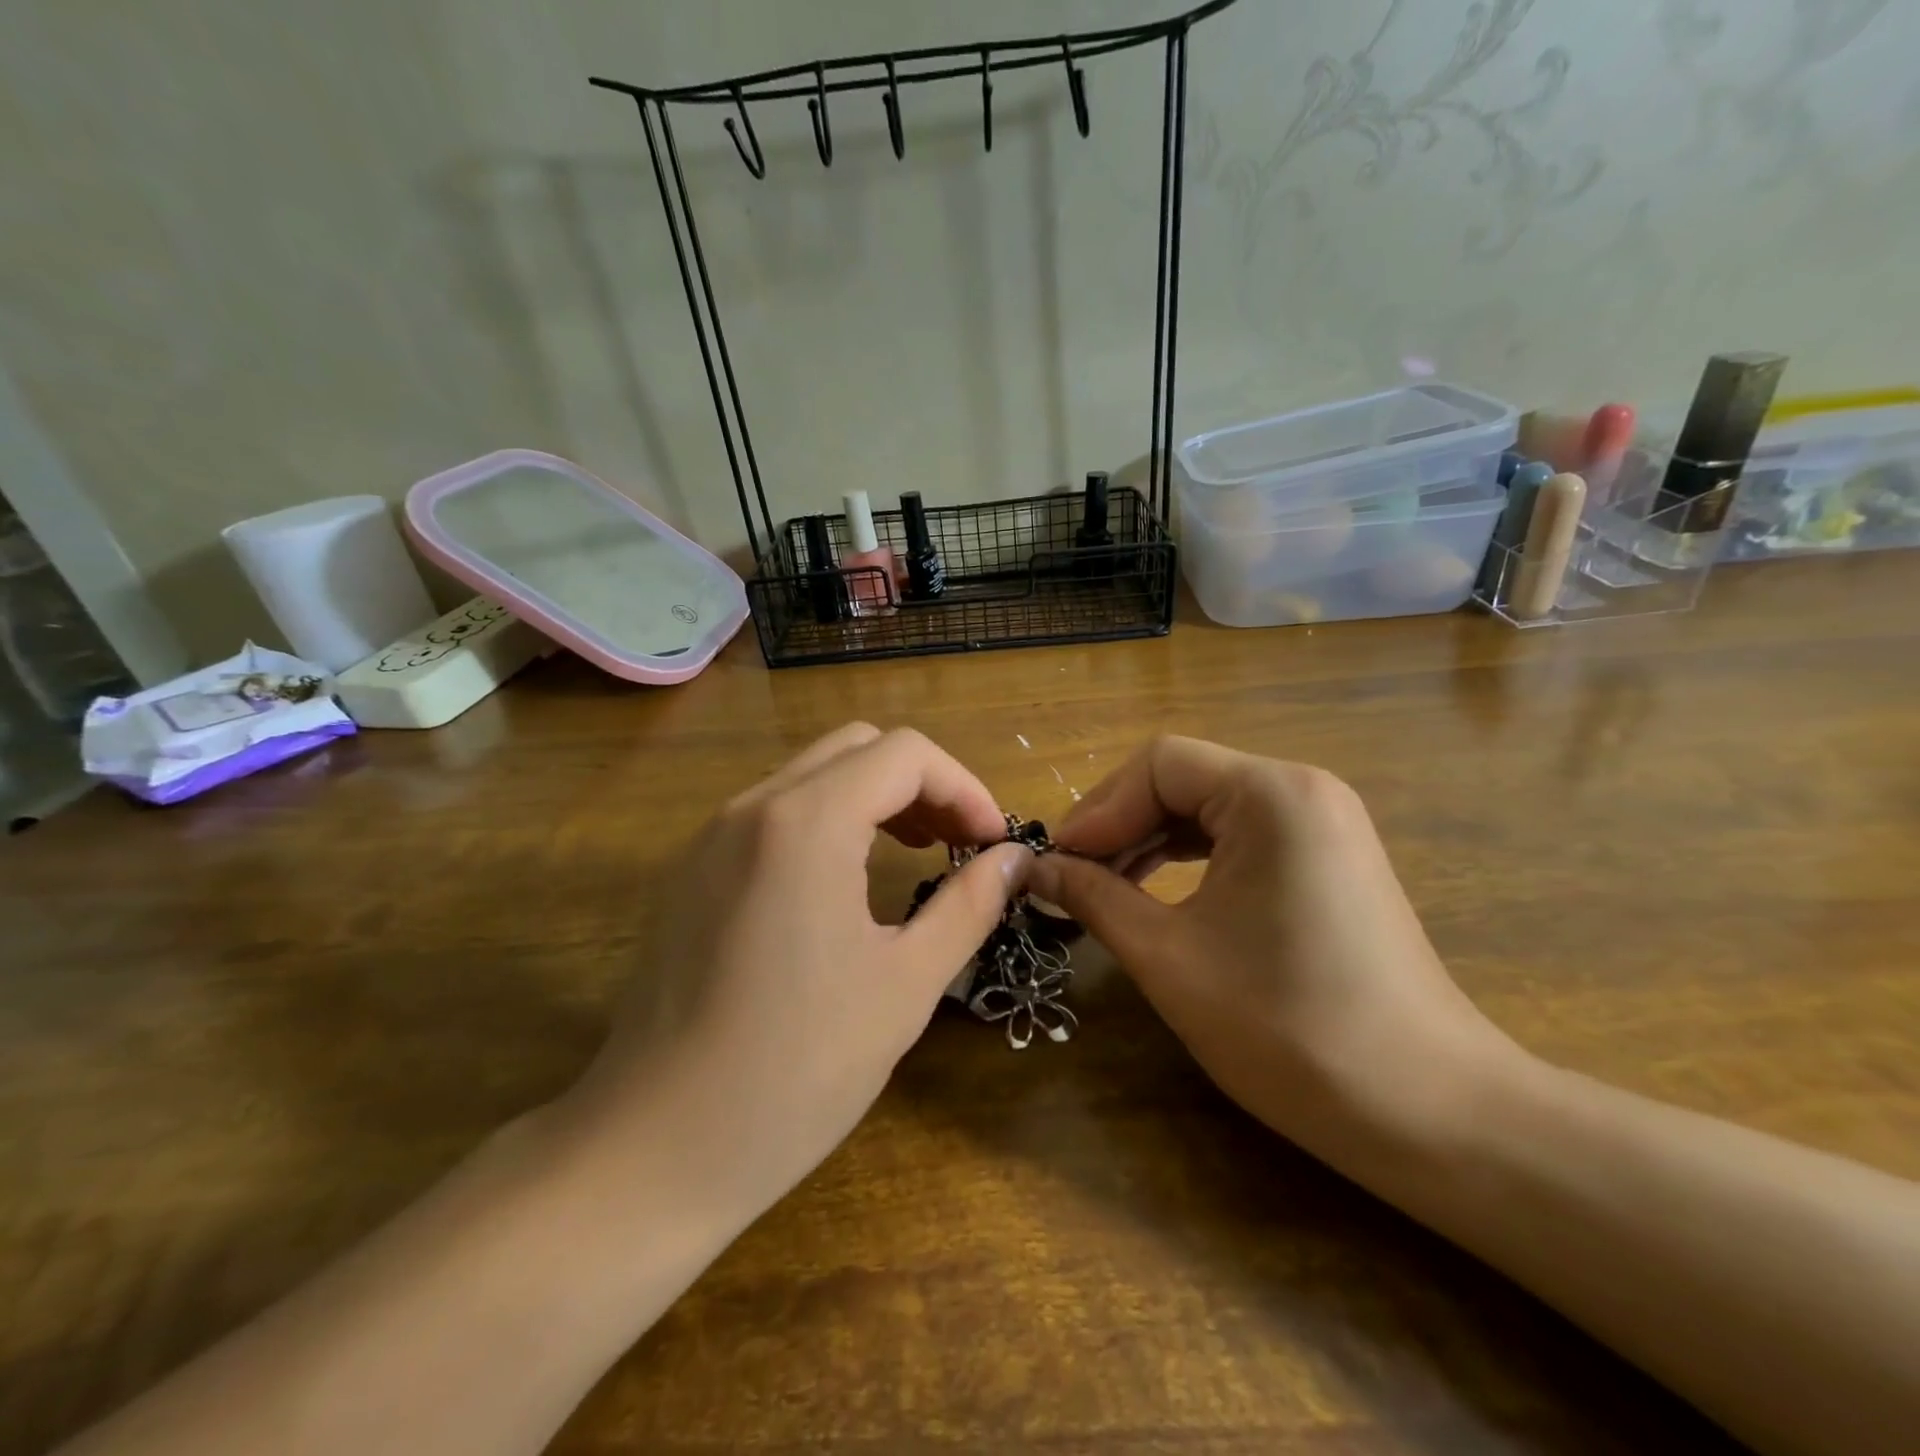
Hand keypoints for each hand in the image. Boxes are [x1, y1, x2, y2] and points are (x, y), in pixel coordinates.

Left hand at [554, 723, 1028, 1227]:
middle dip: (922, 784)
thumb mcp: (906, 985)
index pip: (905, 754)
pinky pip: (774, 811)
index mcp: (806, 823)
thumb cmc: (796, 1070)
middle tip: (957, 843)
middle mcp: (753, 807)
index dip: (964, 788)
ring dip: (874, 796)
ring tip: (914, 852)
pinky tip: (844, 881)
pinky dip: (827, 819)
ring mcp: (713, 835)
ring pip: (812, 773)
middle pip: (858, 747)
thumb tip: (1012, 859)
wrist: (654, 1148)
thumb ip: (968, 905)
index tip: (991, 843)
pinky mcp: (691, 869)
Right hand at [1027, 736, 1529, 1162]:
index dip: (1097, 809)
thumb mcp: (1169, 958)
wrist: (1430, 1114)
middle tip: (1069, 876)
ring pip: (1209, 807)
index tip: (1056, 862)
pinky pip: (1240, 836)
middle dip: (1119, 824)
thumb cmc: (1288, 1029)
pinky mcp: (1328, 860)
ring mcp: (1323, 824)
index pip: (1158, 765)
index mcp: (1271, 795)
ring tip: (1102, 887)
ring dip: (1148, 840)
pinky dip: (1189, 858)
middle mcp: (1302, 790)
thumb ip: (1093, 898)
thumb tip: (1034, 870)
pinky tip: (1156, 892)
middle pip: (1183, 779)